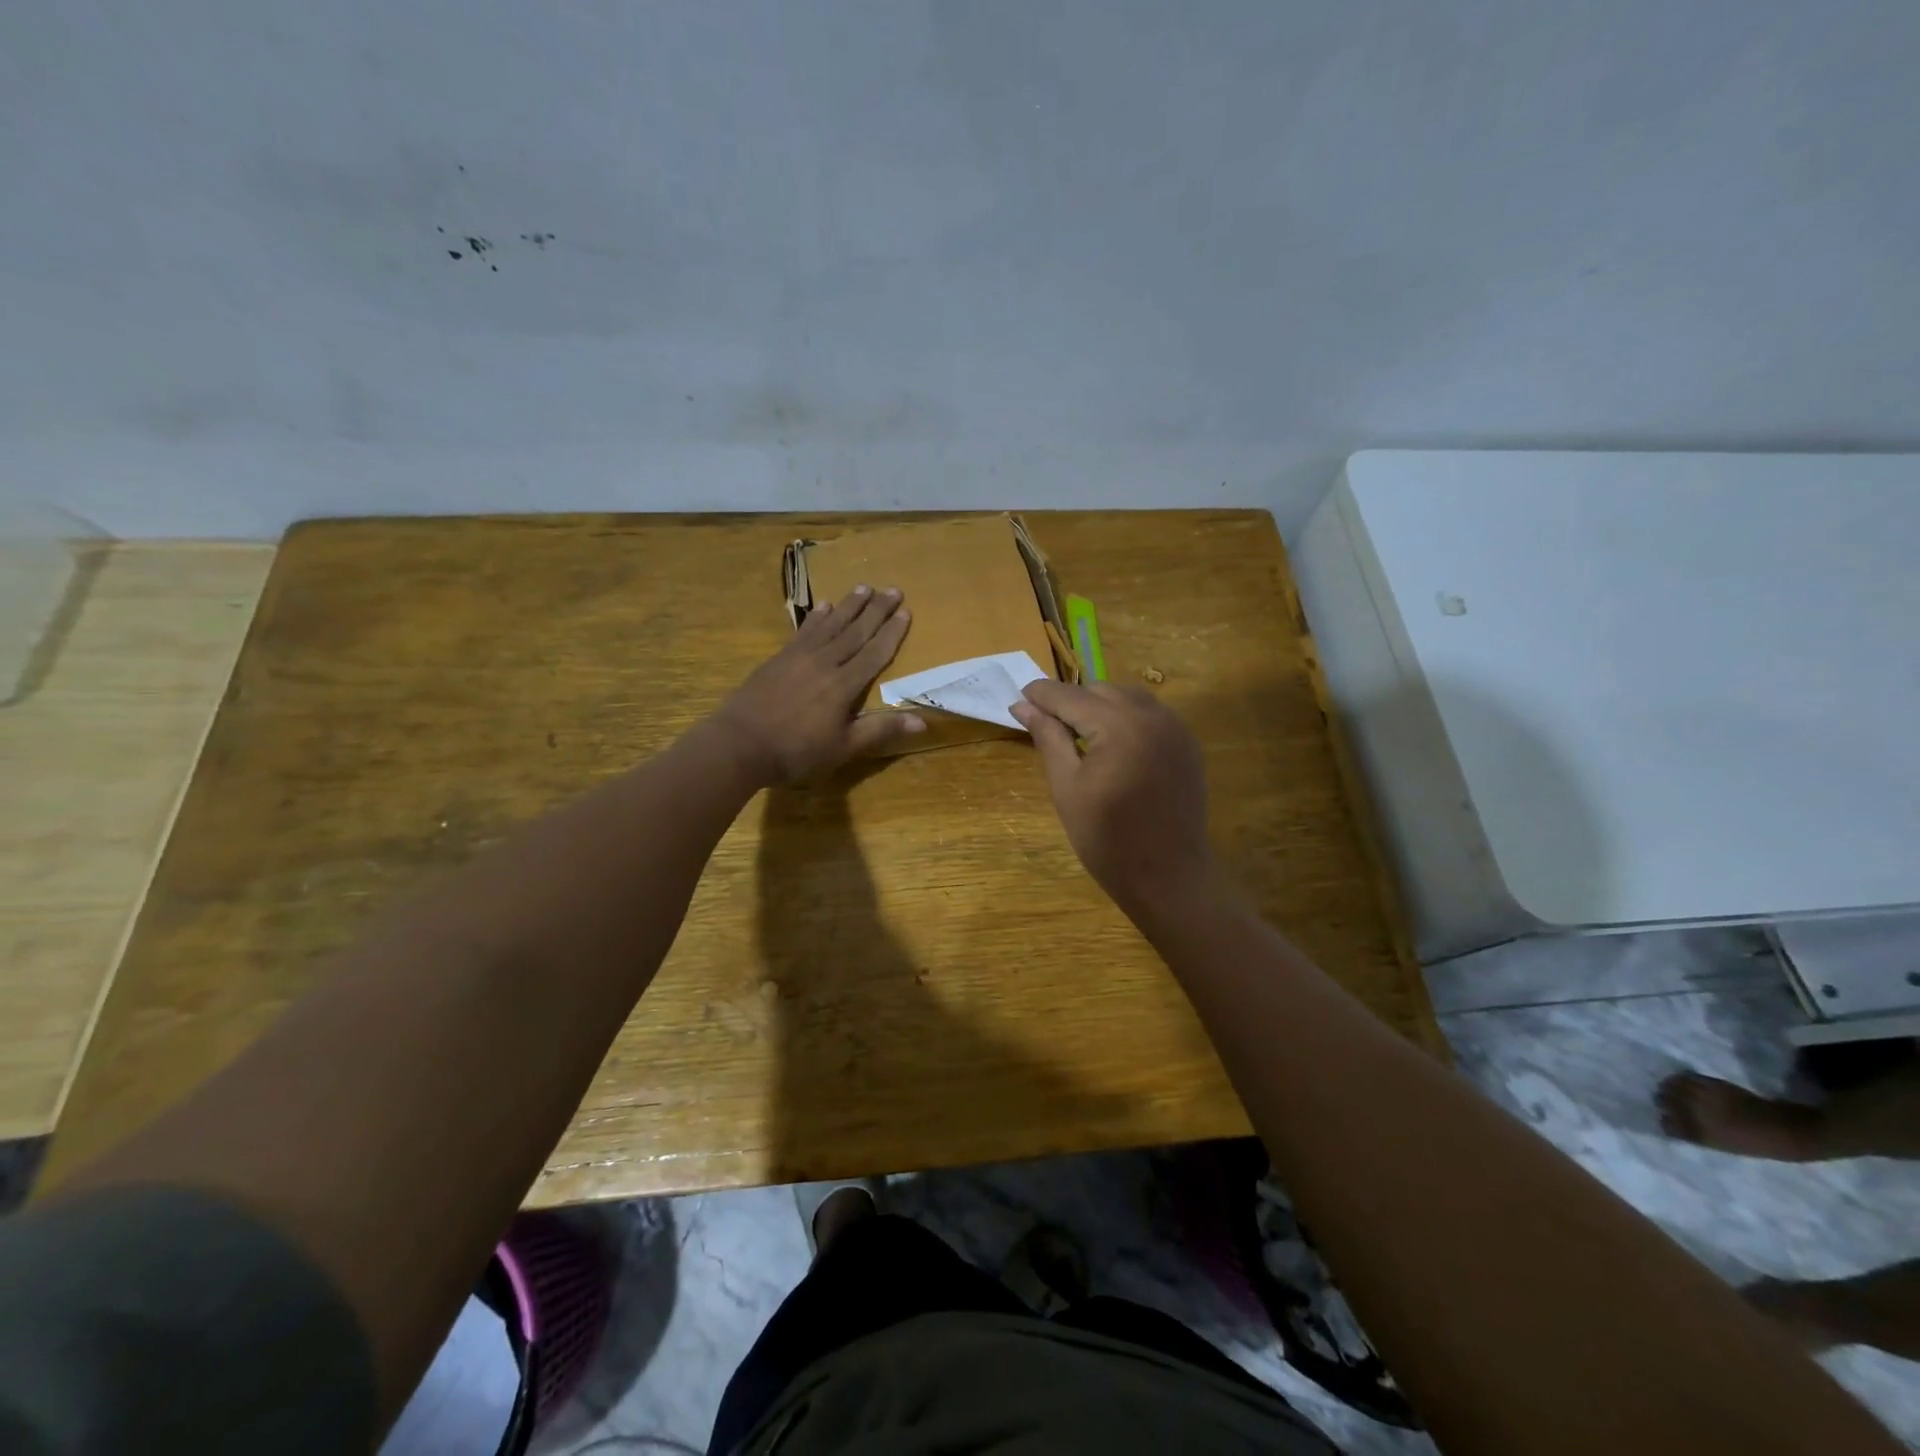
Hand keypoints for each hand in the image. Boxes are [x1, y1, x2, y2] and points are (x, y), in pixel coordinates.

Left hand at [710, 586, 923, 783]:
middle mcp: (825, 662)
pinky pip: (804, 631)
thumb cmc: (796, 752)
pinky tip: (824, 605)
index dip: (892, 632)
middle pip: (856, 631)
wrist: (740, 744)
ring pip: (830, 625)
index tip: (905, 611)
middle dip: (876, 610)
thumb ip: (880, 729)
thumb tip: (923, 722)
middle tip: (893, 588)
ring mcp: (799, 657)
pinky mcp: (779, 658)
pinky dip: (816, 617)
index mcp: (844, 685)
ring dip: (849, 605)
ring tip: (864, 587)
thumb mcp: (843, 747)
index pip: (875, 653)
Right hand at [1011, 680, 1214, 913]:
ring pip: (1127, 696)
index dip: (1041, 694)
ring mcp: (1174, 727)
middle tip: (1047, 726)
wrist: (1168, 876)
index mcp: (1118, 725)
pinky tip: (1113, 744)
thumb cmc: (1108, 839)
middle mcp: (1151, 715)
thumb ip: (1048, 738)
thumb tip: (1022, 705)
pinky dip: (1126, 717)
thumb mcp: (1067, 787)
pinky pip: (1150, 713)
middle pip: (1099, 689)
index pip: (1069, 695)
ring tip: (1079, 734)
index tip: (1019, 699)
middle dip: (1071, 701)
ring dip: (1099, 705)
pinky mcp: (1187, 743)